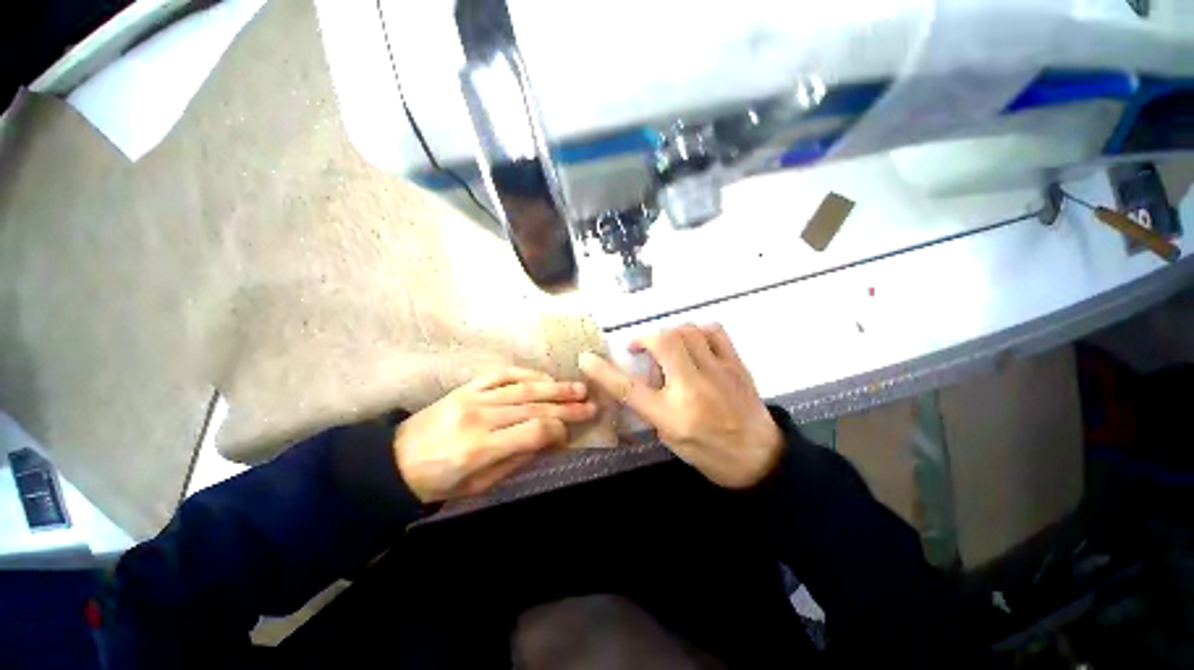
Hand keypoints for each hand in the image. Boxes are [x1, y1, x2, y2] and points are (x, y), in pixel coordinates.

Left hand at [394, 368, 596, 501]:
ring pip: (523, 388)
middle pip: (534, 407)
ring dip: (554, 387)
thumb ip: (515, 460)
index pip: (534, 431)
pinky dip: (526, 374)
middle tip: (590, 403)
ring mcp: (472, 397)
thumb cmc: (437, 482)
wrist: (393, 463)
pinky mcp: (466, 387)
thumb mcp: (477, 487)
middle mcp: (480, 417)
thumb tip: (548, 441)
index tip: (569, 434)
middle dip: (566, 406)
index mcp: (480, 448)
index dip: (558, 431)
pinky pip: (502, 374)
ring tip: (577, 388)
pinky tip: (544, 377)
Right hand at [579, 324, 782, 488]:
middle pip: (662, 343)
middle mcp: (693, 389)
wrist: (759, 459)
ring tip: (667, 349)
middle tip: (640, 349)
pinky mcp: (736, 365)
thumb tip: (643, 378)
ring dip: (669, 334)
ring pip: (687, 331)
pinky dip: (697, 331)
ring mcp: (718, 372)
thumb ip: (651, 406)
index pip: (629, 388)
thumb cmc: (709, 453)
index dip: (603, 371)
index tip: (587, 358)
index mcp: (672, 415)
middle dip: (644, 338)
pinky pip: (714, 331)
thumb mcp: (670, 437)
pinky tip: (693, 344)